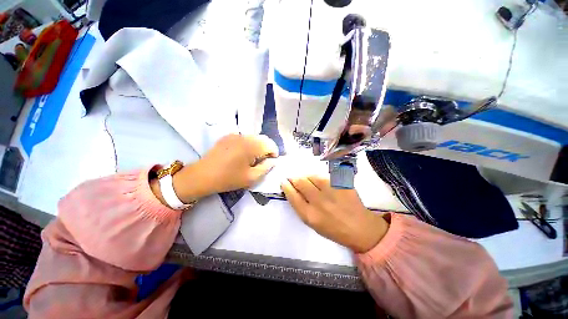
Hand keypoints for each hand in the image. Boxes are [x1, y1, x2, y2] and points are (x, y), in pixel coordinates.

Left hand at [172, 134, 278, 202]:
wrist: (202, 176)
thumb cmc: (229, 178)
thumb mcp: (251, 178)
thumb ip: (266, 167)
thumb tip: (272, 161)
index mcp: (251, 146)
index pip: (270, 144)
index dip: (274, 153)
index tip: (271, 162)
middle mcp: (244, 136)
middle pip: (263, 139)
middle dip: (267, 149)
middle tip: (263, 161)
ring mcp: (235, 135)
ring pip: (254, 137)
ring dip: (258, 146)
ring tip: (253, 158)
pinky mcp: (228, 136)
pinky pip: (244, 138)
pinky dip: (249, 144)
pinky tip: (242, 154)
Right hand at [281, 176, 388, 252]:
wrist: (360, 228)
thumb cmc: (333, 229)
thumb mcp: (313, 224)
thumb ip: (301, 207)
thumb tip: (293, 190)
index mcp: (310, 215)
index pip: (292, 195)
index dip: (286, 186)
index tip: (284, 182)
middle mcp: (319, 202)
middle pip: (300, 182)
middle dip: (294, 179)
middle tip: (294, 179)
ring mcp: (331, 191)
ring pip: (312, 176)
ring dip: (307, 178)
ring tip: (310, 182)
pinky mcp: (341, 184)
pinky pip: (324, 176)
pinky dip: (320, 178)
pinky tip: (323, 184)